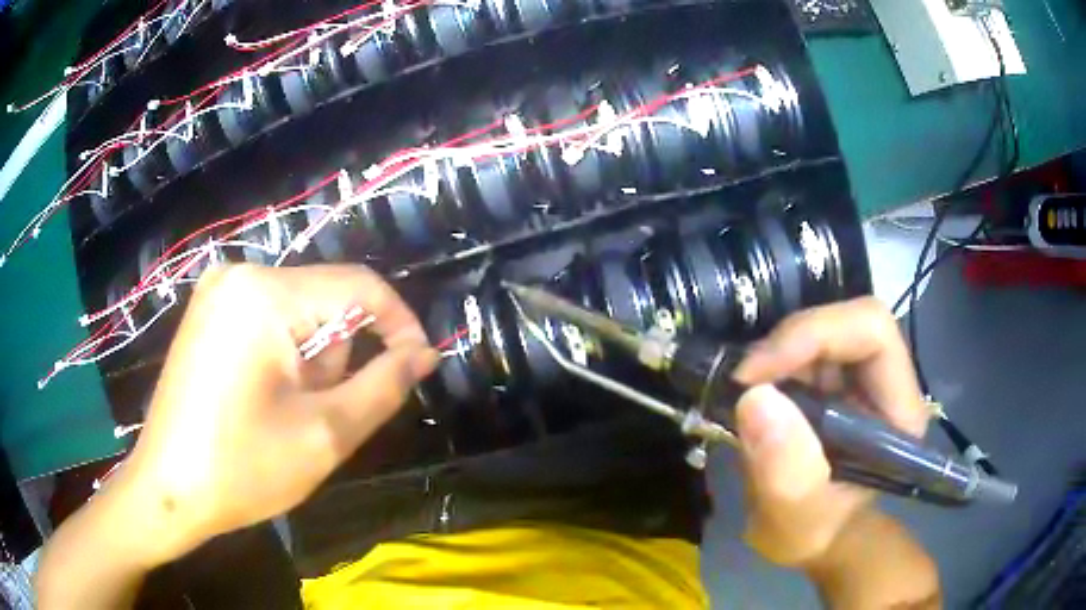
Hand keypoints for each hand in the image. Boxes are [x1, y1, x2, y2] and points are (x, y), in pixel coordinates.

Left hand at [110, 264, 436, 563]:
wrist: (167, 490)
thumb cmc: (242, 468)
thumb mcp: (326, 434)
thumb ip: (385, 386)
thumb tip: (424, 352)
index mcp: (265, 294)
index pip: (360, 286)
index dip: (400, 324)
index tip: (420, 366)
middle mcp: (240, 274)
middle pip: (326, 302)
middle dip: (338, 358)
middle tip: (318, 415)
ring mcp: (219, 291)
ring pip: (299, 314)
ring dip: (310, 363)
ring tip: (286, 413)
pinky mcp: (209, 312)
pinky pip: (270, 320)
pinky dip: (284, 358)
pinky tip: (262, 399)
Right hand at [731, 297, 928, 567]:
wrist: (810, 533)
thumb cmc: (812, 532)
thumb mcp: (793, 520)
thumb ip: (784, 472)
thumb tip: (755, 398)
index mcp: (897, 410)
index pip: (873, 332)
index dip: (816, 335)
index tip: (758, 374)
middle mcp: (886, 381)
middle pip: (846, 320)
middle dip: (790, 343)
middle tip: (745, 380)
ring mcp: (859, 375)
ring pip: (821, 327)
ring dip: (777, 353)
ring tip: (746, 393)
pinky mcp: (834, 376)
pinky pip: (803, 345)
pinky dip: (772, 361)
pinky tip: (755, 393)